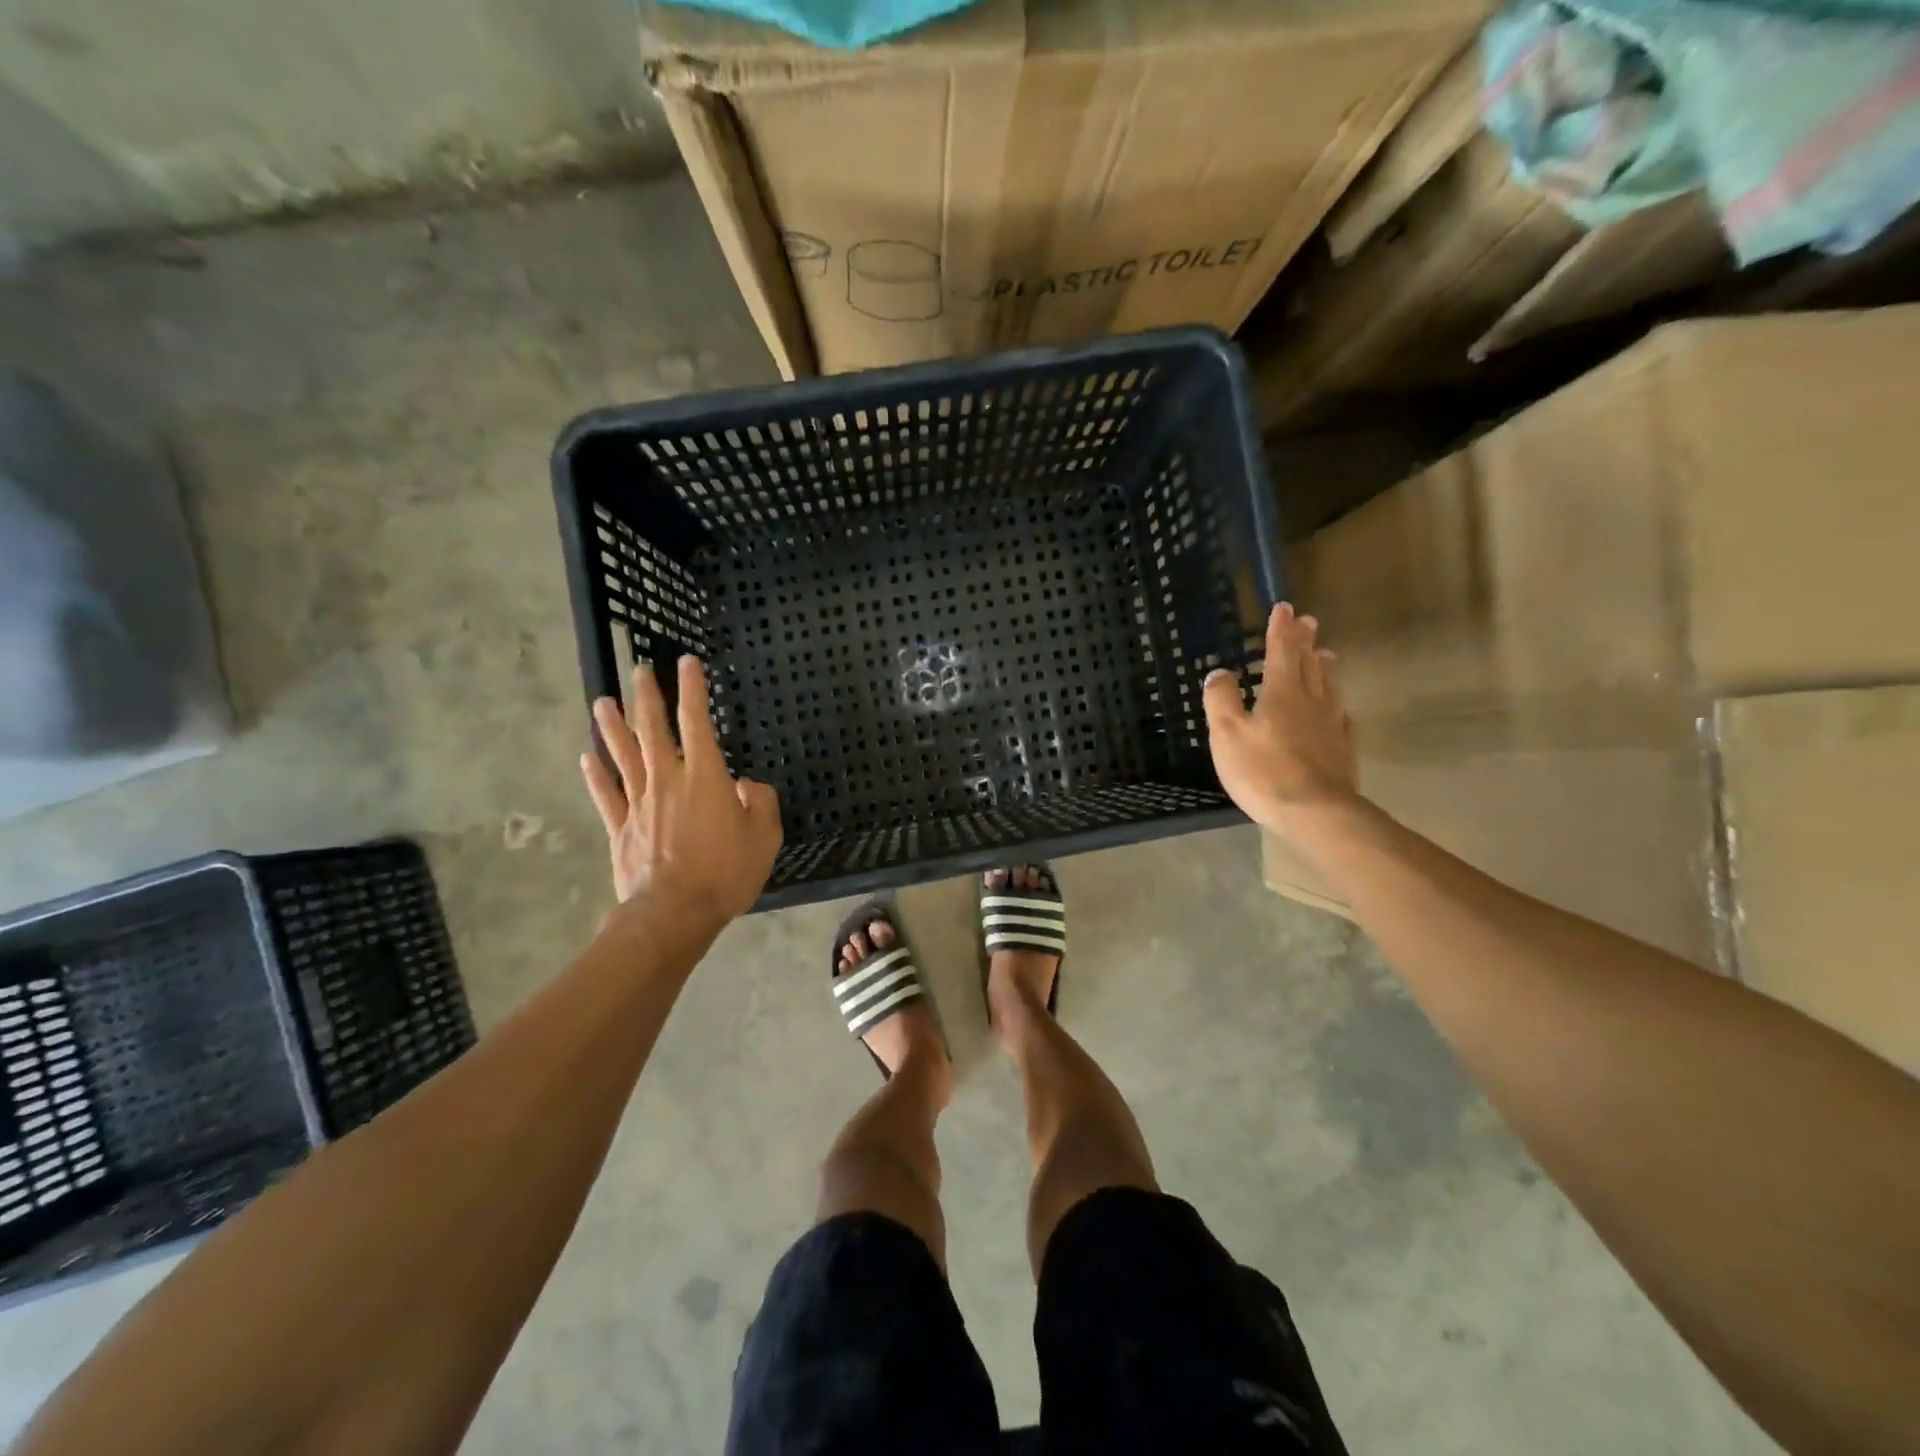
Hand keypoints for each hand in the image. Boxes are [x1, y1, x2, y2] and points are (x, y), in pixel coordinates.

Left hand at [580, 657, 782, 926]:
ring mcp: (639, 804)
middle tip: (639, 670)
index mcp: (705, 778)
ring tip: (602, 700)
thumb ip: (761, 802)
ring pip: (623, 756)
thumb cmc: (726, 873)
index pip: (697, 722)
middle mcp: (668, 781)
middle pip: (653, 731)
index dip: (692, 690)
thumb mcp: (765, 837)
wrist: (674, 913)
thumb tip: (747, 784)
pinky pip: (606, 795)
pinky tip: (586, 757)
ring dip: (613, 727)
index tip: (686, 663)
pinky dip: (595, 775)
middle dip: (648, 698)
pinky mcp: (621, 829)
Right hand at [1203, 602, 1359, 832]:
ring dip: (1324, 666)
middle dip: (1305, 641)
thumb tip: (1220, 672)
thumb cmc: (1263, 770)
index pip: (1281, 652)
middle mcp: (1311, 700)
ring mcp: (1331, 724)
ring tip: (1325, 654)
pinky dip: (1336, 703)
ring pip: (1328, 686)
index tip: (1284, 607)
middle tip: (1308, 621)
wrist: (1315, 811)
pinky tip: (1338, 708)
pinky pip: (1341, 716)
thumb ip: (1221, 700)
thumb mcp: (1227, 734)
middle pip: (1309, 663)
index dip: (1280, 630)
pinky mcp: (1342, 748)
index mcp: (1282, 692)